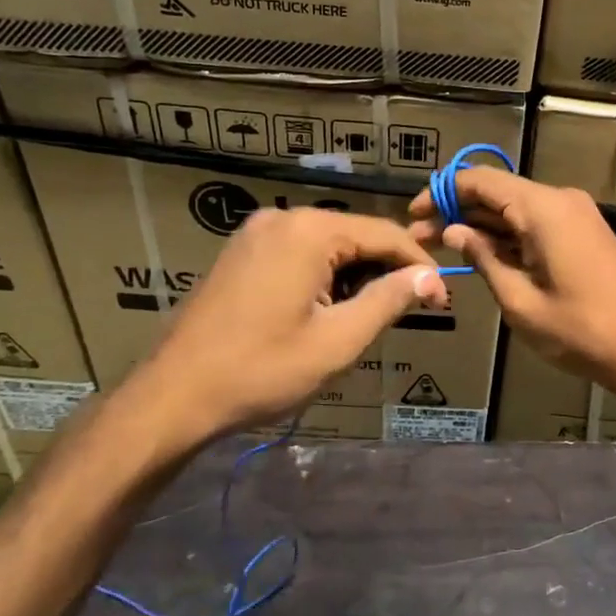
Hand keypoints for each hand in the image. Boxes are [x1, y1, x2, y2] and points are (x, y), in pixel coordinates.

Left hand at [109, 208, 445, 462]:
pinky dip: (325, 276)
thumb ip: (389, 300)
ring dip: (357, 276)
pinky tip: (329, 310)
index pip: (385, 234)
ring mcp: (256, 233)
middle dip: (388, 271)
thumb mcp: (338, 340)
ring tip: (371, 317)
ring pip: (329, 245)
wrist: (174, 396)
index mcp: (309, 231)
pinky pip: (300, 253)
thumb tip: (430, 277)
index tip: (442, 301)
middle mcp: (283, 218)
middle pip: (356, 236)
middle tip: (412, 311)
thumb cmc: (262, 370)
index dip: (420, 266)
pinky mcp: (241, 253)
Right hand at [409, 167, 615, 405]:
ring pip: (517, 210)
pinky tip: (482, 255)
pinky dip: (509, 236)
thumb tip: (455, 231)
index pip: (481, 180)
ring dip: (482, 226)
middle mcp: (561, 200)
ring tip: (441, 248)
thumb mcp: (520, 300)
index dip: (443, 193)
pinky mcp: (584, 233)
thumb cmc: (580, 331)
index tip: (413, 215)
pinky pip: (537, 224)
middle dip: (458, 212)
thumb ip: (484, 259)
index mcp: (544, 208)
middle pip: (498, 193)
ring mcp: (577, 215)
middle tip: (419, 239)